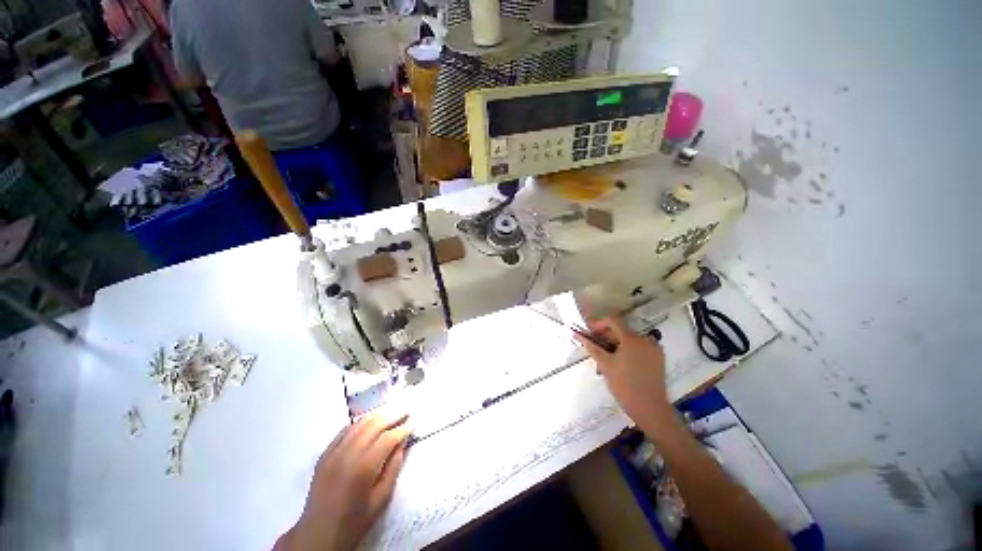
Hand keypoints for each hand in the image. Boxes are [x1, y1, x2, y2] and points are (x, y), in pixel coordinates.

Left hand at [279, 408, 411, 550]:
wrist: (318, 534)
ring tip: (391, 412)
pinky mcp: (324, 454)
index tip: (413, 424)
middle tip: (405, 410)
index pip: (387, 439)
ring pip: (359, 423)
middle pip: (373, 425)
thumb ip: (393, 468)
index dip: (402, 429)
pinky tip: (370, 422)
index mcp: (363, 468)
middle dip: (392, 415)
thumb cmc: (354, 521)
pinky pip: (345, 430)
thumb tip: (402, 443)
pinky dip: (361, 423)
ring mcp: (333, 452)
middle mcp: (347, 455)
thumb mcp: (381, 499)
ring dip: (377, 415)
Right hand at [575, 317, 674, 429]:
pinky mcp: (658, 359)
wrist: (650, 409)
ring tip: (605, 360)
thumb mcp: (605, 365)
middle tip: (594, 348)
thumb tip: (577, 335)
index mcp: (631, 338)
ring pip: (629, 340)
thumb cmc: (624, 385)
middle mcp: (645, 339)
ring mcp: (654, 349)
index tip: (589, 333)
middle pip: (621, 330)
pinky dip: (628, 351)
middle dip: (606, 337)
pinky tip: (620, 364)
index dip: (598, 323)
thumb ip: (591, 347)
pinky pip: (639, 348)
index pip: (612, 320)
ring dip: (616, 345)